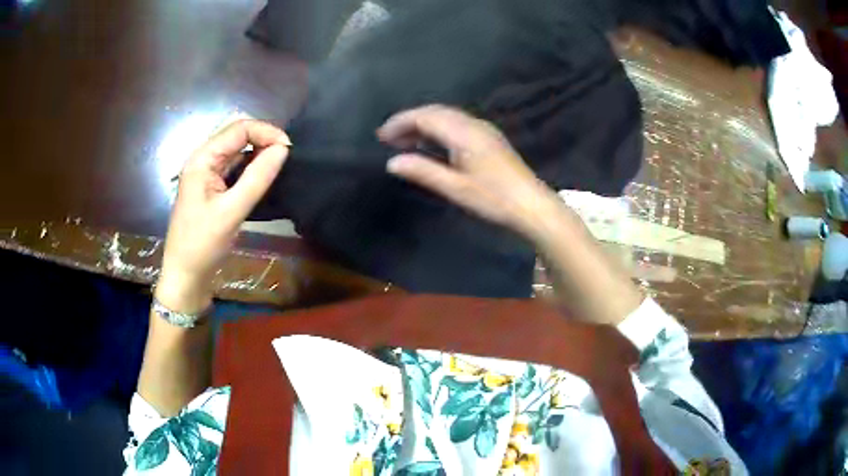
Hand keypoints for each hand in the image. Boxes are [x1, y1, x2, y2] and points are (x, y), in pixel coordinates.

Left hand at [156, 119, 290, 313]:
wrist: (185, 276)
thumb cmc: (203, 245)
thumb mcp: (231, 211)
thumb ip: (257, 178)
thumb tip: (283, 149)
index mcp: (202, 159)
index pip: (239, 129)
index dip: (266, 132)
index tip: (289, 149)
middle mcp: (203, 160)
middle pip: (237, 135)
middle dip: (263, 139)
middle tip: (286, 157)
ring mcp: (207, 174)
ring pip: (237, 151)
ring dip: (259, 153)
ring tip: (279, 166)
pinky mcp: (212, 188)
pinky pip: (234, 168)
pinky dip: (251, 168)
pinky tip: (263, 178)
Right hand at [378, 105, 558, 236]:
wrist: (532, 205)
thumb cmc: (494, 199)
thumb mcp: (455, 188)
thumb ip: (423, 171)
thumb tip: (392, 162)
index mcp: (463, 133)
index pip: (425, 117)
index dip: (400, 122)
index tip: (381, 136)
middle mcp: (473, 124)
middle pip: (435, 112)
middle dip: (410, 121)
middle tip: (389, 138)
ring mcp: (484, 130)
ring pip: (447, 117)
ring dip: (424, 124)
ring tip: (405, 142)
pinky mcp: (489, 138)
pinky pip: (457, 124)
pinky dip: (439, 130)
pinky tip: (432, 145)